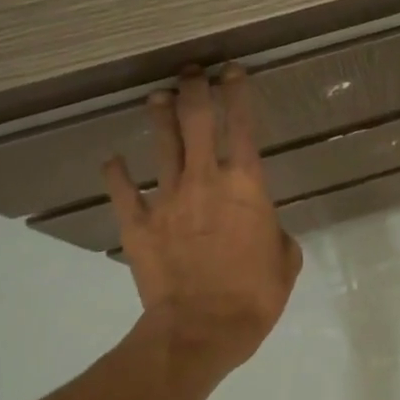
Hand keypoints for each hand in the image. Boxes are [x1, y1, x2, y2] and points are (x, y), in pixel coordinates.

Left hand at [104, 67, 302, 371]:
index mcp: (246, 185)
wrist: (202, 328)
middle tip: (192, 71)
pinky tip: (113, 159)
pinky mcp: (138, 223)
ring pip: (162, 144)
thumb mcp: (286, 260)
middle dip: (195, 89)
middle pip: (196, 120)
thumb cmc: (255, 295)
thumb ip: (275, 233)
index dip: (238, 93)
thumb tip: (264, 227)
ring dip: (160, 116)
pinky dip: (116, 173)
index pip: (242, 126)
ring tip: (157, 96)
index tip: (233, 71)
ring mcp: (167, 199)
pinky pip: (123, 191)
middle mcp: (205, 180)